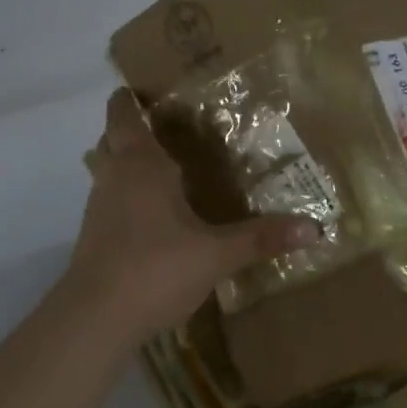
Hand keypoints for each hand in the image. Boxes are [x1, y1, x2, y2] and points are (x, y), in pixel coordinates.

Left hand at [63, 89, 317, 343]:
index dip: (127, 99)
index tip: (142, 88)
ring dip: (125, 163)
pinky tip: (151, 214)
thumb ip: (260, 239)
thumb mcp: (216, 254)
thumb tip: (313, 228)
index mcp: (140, 165)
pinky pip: (108, 200)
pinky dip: (124, 195)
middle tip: (163, 127)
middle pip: (110, 139)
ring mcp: (98, 208)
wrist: (95, 319)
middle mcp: (114, 178)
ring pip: (106, 171)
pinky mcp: (93, 237)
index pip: (123, 115)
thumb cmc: (155, 268)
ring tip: (161, 167)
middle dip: (128, 129)